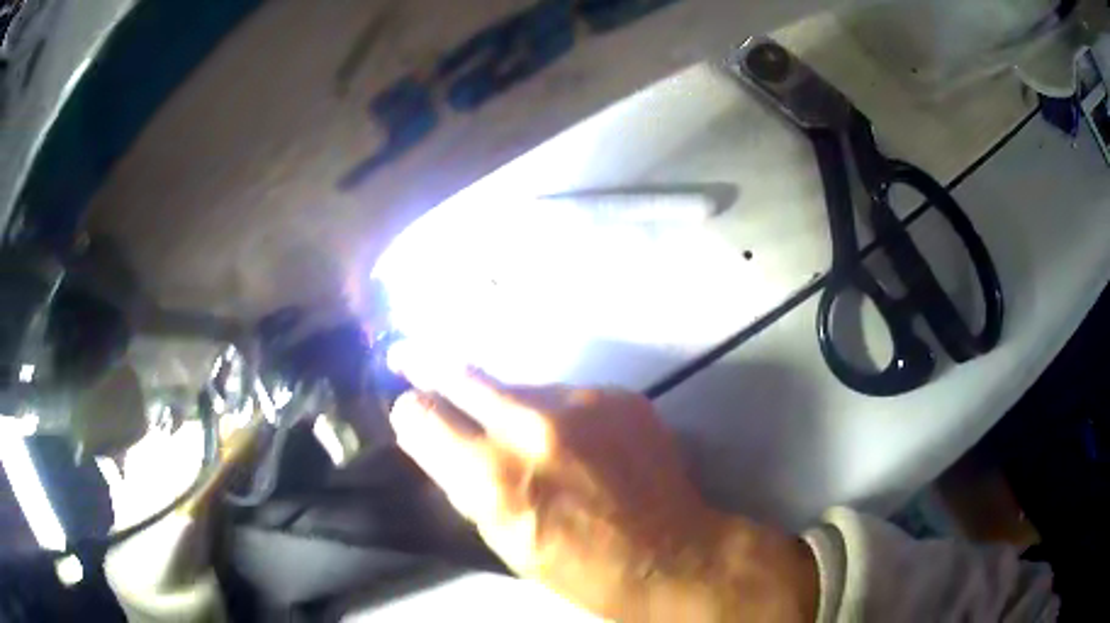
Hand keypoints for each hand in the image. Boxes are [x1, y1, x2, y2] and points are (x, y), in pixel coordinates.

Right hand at [389, 356, 815, 621]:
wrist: (673, 555)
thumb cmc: (582, 568)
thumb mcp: (505, 542)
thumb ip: (464, 485)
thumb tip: (434, 443)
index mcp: (495, 478)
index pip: (422, 416)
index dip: (409, 413)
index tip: (408, 412)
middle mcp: (533, 428)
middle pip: (460, 375)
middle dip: (428, 365)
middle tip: (406, 353)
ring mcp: (582, 404)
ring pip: (516, 386)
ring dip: (505, 404)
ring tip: (525, 436)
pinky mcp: (618, 395)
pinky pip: (566, 395)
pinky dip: (557, 414)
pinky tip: (577, 444)